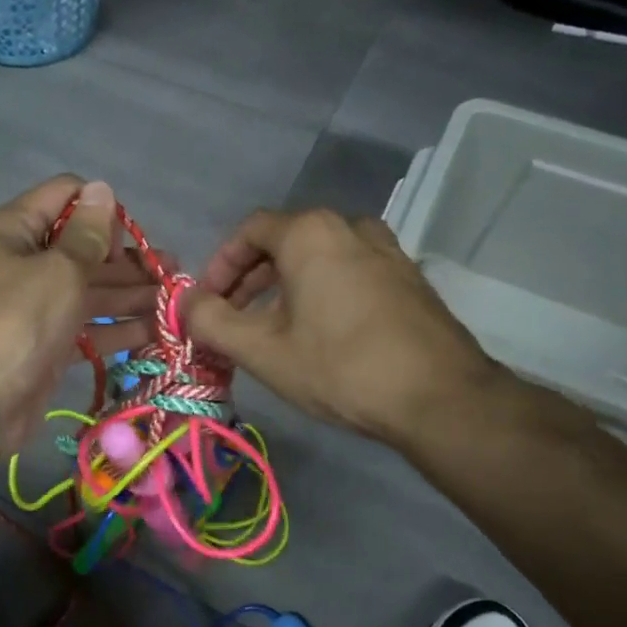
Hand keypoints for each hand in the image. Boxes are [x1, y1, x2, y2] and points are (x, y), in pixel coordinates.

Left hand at [0, 176, 155, 450]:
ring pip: (91, 291)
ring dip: (132, 293)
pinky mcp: (48, 345)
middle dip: (128, 258)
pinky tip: (157, 331)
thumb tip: (102, 189)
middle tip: (174, 271)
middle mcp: (26, 262)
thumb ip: (88, 233)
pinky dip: (118, 328)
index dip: (100, 209)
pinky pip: (89, 328)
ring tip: (176, 300)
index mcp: (17, 230)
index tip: (124, 241)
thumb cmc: (17, 320)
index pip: (65, 196)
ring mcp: (37, 306)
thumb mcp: (59, 268)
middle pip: (84, 248)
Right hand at [183, 208, 504, 447]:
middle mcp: (350, 228)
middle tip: (232, 318)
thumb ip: (211, 321)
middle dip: (249, 279)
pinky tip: (318, 333)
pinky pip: (350, 271)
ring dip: (285, 285)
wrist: (440, 398)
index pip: (249, 231)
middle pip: (284, 241)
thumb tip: (186, 303)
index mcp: (310, 234)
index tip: (208, 303)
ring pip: (319, 257)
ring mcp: (387, 251)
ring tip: (271, 327)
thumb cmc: (339, 367)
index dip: (219, 265)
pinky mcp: (408, 279)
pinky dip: (321, 291)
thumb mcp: (260, 349)